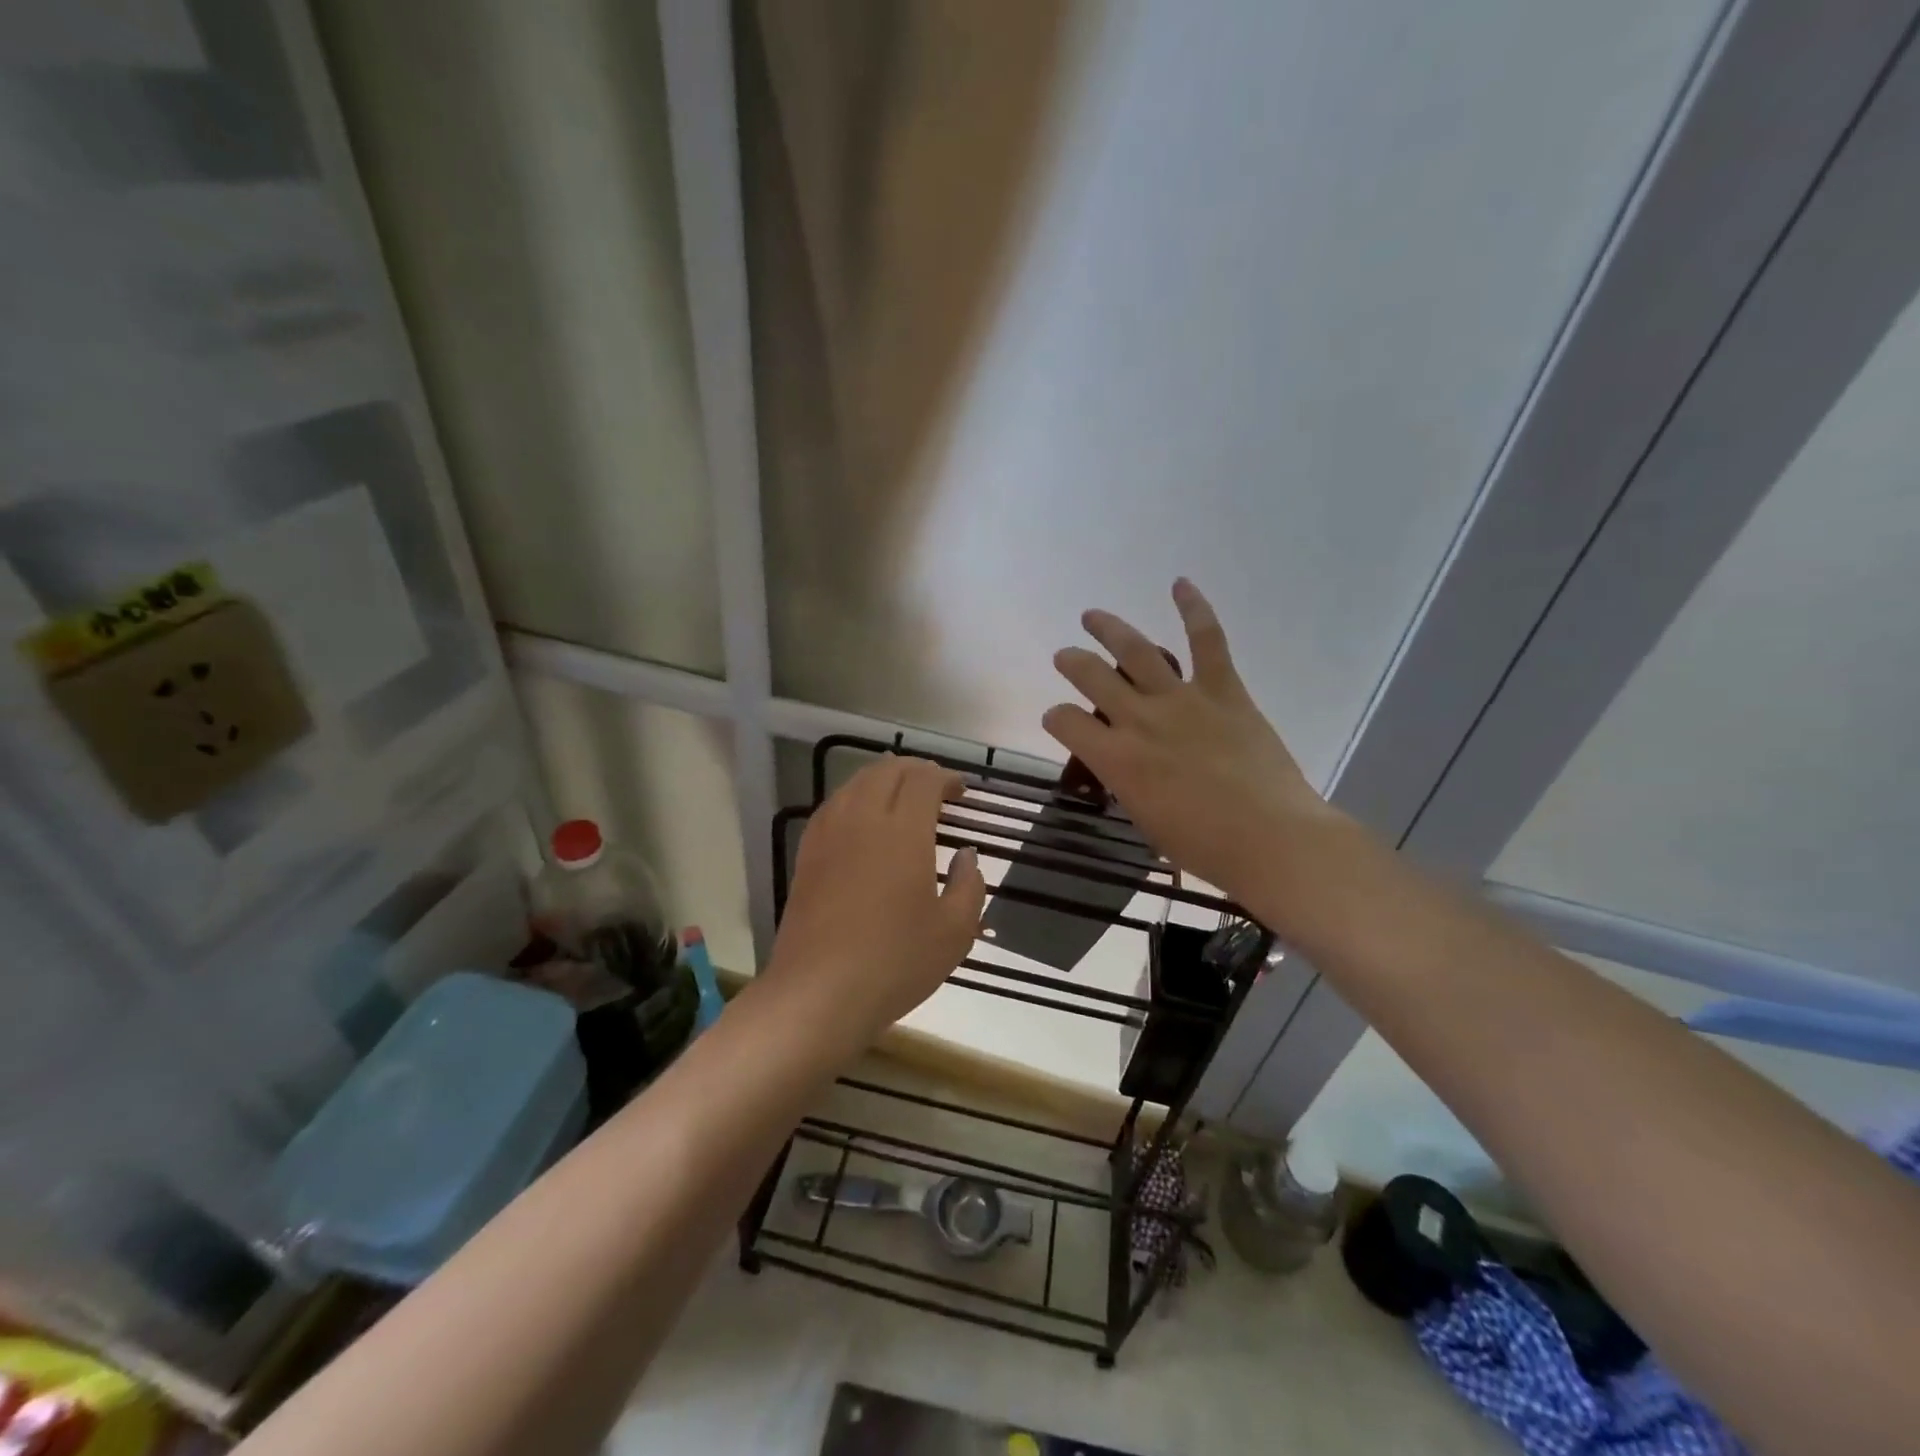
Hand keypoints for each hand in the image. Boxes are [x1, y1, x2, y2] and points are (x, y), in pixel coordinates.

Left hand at [765, 757, 986, 1043]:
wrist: (818, 992)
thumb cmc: (895, 962)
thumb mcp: (954, 931)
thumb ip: (970, 885)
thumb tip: (966, 857)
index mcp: (903, 831)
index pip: (923, 780)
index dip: (945, 777)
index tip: (961, 791)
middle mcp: (862, 819)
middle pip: (886, 771)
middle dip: (915, 770)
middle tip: (936, 788)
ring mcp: (828, 834)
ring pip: (855, 783)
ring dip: (883, 779)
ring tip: (901, 795)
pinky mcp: (807, 854)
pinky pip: (833, 806)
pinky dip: (854, 797)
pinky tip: (862, 819)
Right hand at [1043, 579, 1348, 929]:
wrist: (1271, 838)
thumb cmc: (1204, 845)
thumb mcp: (1146, 820)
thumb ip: (1127, 784)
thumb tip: (1125, 767)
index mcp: (1115, 758)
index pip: (1065, 721)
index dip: (1055, 717)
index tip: (1059, 719)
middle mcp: (1139, 719)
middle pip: (1091, 676)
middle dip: (1072, 663)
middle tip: (1066, 657)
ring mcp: (1181, 699)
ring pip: (1136, 651)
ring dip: (1109, 629)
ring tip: (1092, 616)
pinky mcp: (1223, 690)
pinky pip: (1208, 641)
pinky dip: (1194, 609)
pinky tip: (1179, 583)